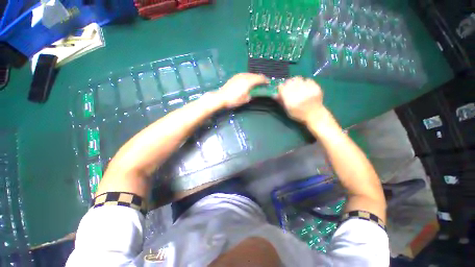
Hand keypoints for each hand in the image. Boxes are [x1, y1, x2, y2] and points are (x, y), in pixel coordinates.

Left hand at [215, 73, 266, 107]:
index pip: (260, 78)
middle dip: (260, 79)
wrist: (221, 97)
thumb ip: (253, 94)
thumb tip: (257, 92)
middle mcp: (245, 76)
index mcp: (249, 81)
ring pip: (250, 74)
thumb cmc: (234, 100)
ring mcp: (239, 75)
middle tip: (263, 84)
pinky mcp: (235, 77)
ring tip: (257, 83)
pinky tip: (248, 82)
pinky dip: (249, 77)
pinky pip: (245, 75)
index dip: (265, 81)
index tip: (269, 84)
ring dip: (254, 77)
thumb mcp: (246, 99)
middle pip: (255, 75)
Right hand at [277, 77, 324, 123]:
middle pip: (289, 81)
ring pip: (298, 78)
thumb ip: (281, 101)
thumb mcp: (288, 110)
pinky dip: (304, 82)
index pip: (282, 87)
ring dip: (295, 81)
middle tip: (288, 88)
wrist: (315, 115)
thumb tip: (274, 94)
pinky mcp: (315, 87)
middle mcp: (298, 93)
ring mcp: (308, 89)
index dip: (280, 88)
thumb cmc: (298, 114)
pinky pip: (307, 79)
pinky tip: (304, 87)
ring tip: (296, 86)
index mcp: (290, 100)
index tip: (281, 90)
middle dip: (287, 84)